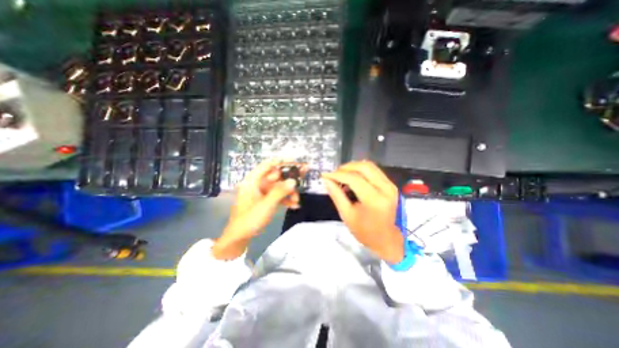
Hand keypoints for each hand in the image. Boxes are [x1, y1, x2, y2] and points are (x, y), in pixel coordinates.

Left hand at [213, 159, 302, 259]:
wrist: (239, 237)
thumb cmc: (249, 219)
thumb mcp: (266, 205)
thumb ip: (280, 192)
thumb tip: (293, 181)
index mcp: (253, 181)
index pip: (268, 165)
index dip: (281, 162)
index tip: (295, 162)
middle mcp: (258, 184)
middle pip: (276, 176)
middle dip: (289, 180)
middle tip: (302, 178)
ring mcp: (262, 192)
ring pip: (279, 187)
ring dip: (289, 192)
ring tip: (297, 200)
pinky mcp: (266, 200)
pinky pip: (278, 195)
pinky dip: (286, 199)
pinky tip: (294, 205)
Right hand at [321, 160, 403, 263]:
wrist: (386, 239)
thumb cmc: (364, 231)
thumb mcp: (347, 215)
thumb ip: (336, 195)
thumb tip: (326, 179)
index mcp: (374, 200)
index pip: (354, 179)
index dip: (338, 174)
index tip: (325, 175)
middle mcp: (386, 189)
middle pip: (364, 167)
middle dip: (346, 168)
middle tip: (334, 174)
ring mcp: (390, 185)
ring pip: (369, 166)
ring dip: (353, 167)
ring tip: (341, 175)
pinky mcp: (391, 184)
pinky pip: (374, 170)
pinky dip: (361, 170)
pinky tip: (352, 177)